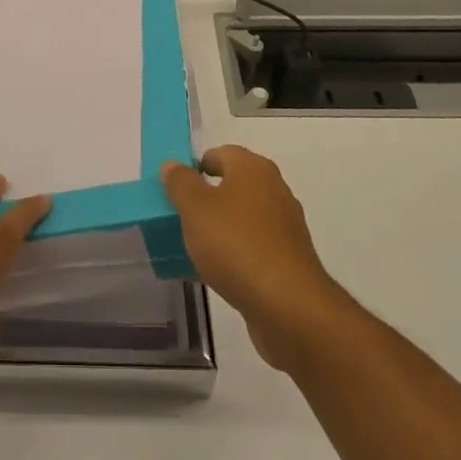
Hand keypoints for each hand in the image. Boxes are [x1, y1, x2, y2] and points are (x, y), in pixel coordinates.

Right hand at [160, 145, 346, 372]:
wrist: (287, 305)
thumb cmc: (236, 244)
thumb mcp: (195, 208)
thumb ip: (180, 182)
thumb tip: (173, 164)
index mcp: (253, 169)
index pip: (220, 154)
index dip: (195, 167)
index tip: (173, 189)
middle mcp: (274, 190)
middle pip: (232, 186)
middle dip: (204, 200)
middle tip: (178, 217)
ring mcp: (284, 226)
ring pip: (240, 218)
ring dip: (217, 229)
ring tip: (190, 248)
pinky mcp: (287, 259)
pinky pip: (251, 247)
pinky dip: (232, 253)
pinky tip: (212, 272)